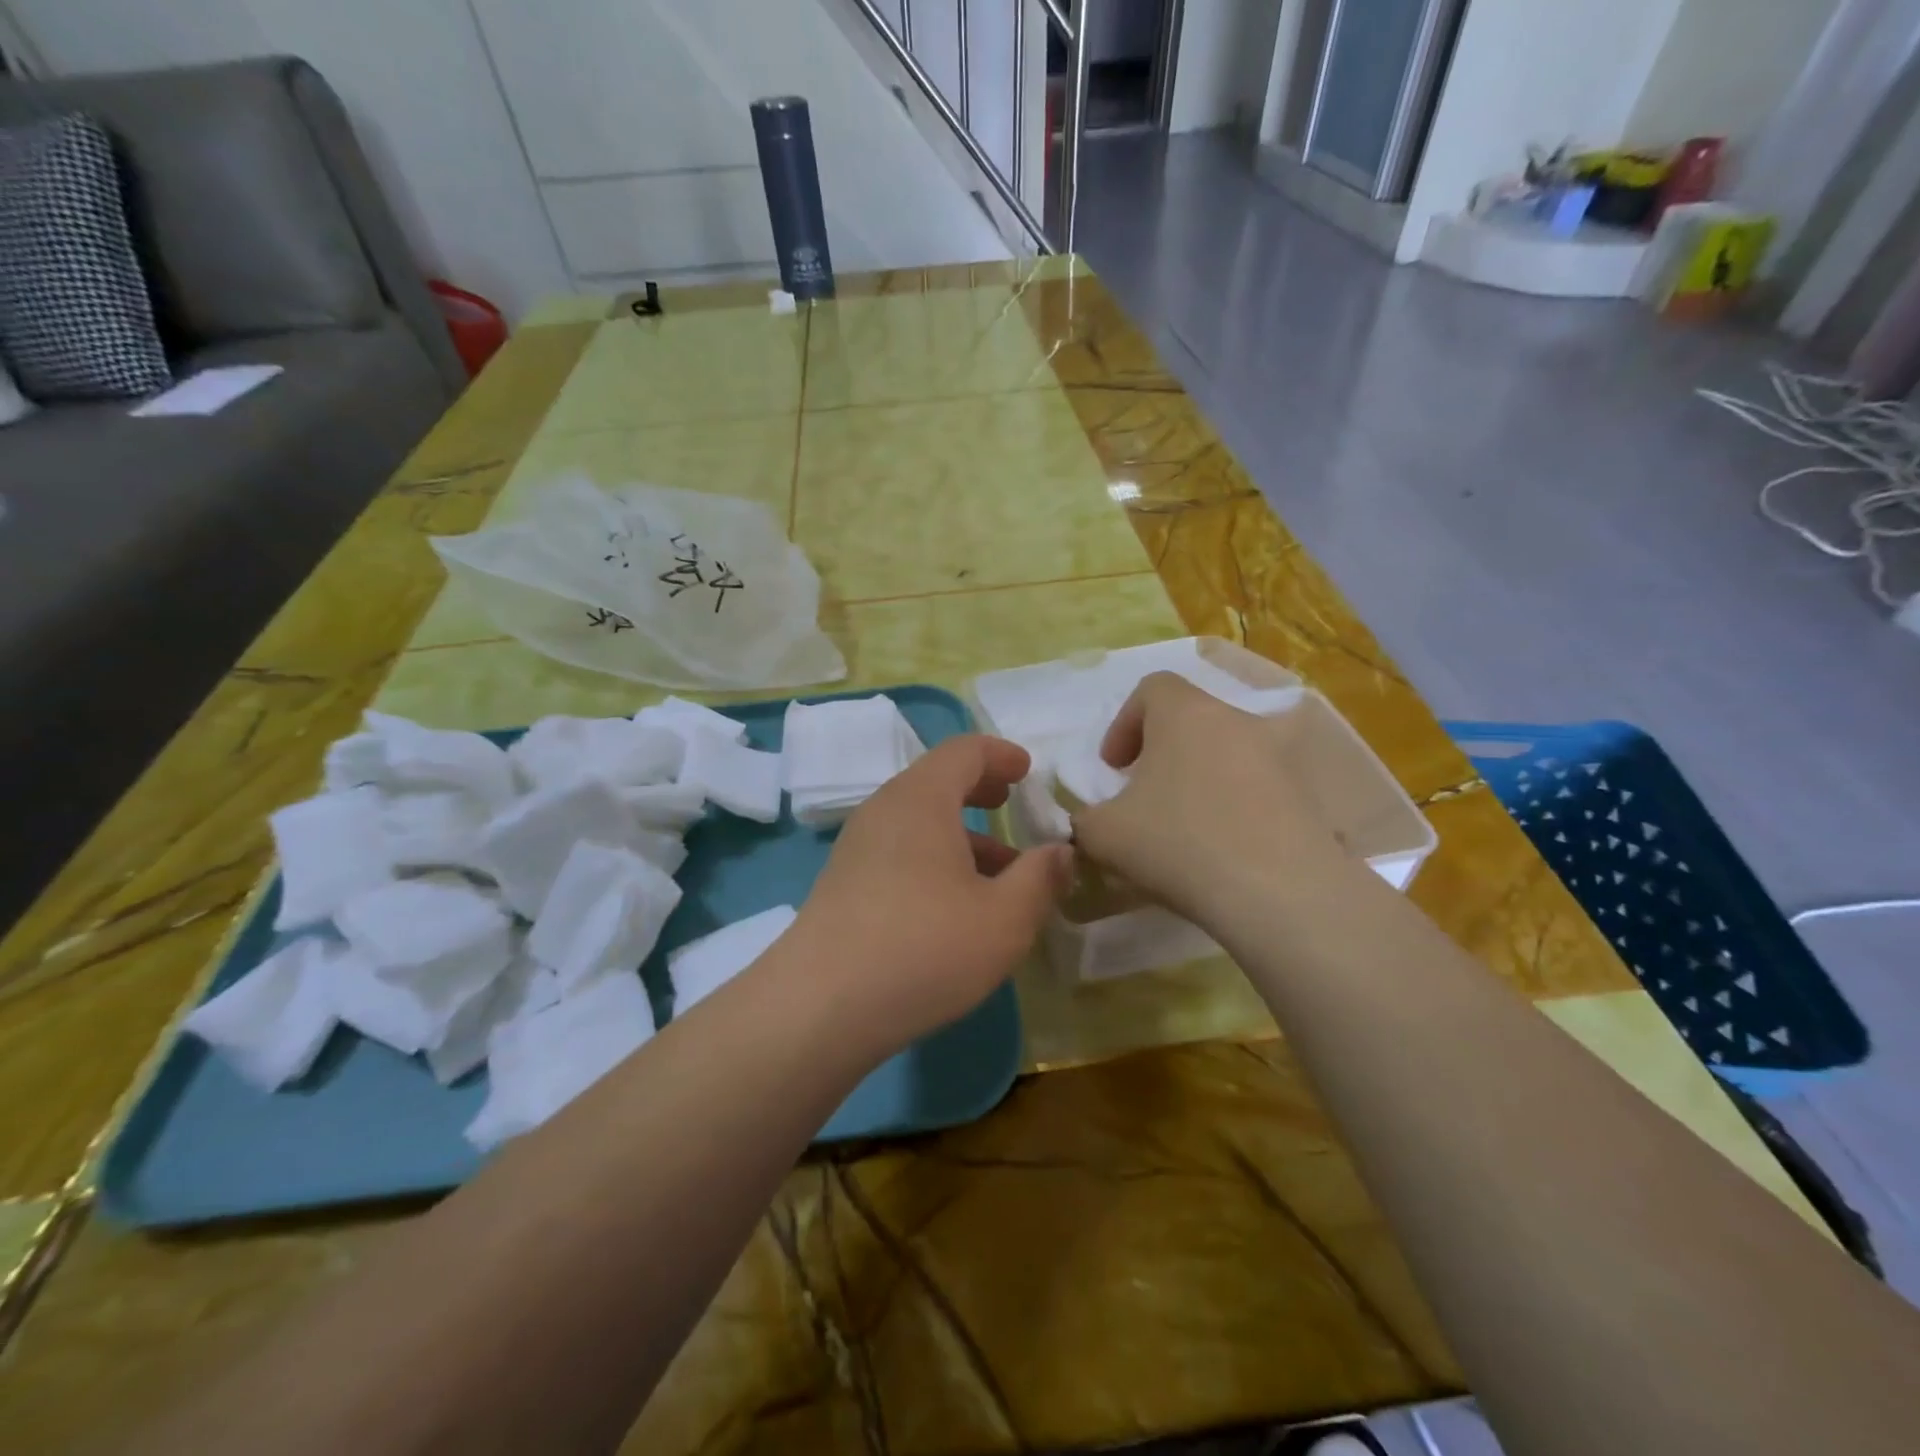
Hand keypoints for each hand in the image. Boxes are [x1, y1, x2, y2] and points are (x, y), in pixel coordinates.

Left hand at [794, 735, 1072, 1053]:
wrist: (820, 1007)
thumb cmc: (924, 948)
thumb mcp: (1004, 918)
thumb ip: (1040, 878)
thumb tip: (1061, 852)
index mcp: (921, 800)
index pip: (963, 751)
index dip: (1000, 754)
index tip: (1027, 769)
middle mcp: (883, 811)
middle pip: (935, 782)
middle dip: (978, 788)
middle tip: (1008, 800)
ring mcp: (856, 848)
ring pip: (917, 822)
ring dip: (961, 834)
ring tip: (998, 871)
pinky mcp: (843, 884)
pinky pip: (898, 851)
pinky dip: (934, 859)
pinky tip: (954, 905)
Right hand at [1071, 672, 1350, 919]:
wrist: (1278, 893)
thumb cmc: (1179, 843)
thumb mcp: (1104, 834)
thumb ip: (1085, 818)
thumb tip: (1092, 821)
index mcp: (1186, 713)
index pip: (1152, 688)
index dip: (1124, 723)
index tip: (1114, 768)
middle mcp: (1238, 720)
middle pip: (1193, 721)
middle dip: (1164, 753)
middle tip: (1146, 796)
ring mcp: (1281, 757)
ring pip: (1229, 753)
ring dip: (1203, 779)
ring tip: (1187, 826)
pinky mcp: (1308, 795)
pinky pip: (1261, 789)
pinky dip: (1238, 807)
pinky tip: (1224, 850)